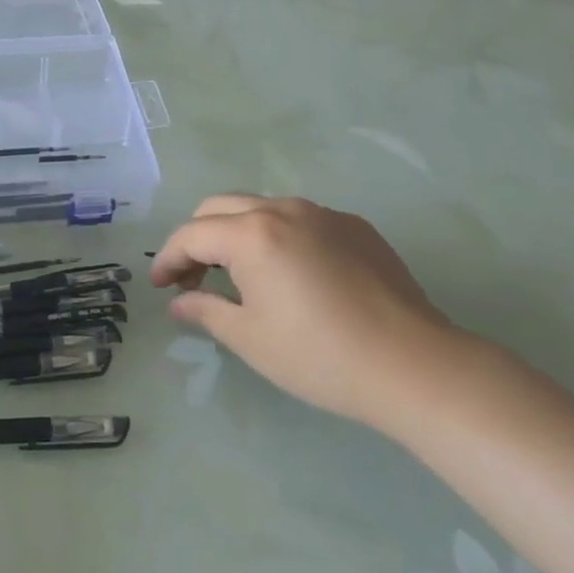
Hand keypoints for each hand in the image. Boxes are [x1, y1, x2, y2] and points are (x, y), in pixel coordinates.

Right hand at [151, 194, 463, 431]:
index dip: (168, 258)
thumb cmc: (320, 356)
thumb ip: (206, 310)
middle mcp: (282, 209)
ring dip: (237, 233)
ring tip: (239, 275)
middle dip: (197, 238)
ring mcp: (322, 213)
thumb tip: (179, 301)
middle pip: (220, 208)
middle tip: (193, 278)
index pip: (192, 234)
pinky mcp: (355, 226)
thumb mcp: (250, 338)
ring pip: (260, 208)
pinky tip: (291, 275)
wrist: (413, 364)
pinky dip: (278, 237)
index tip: (160, 285)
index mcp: (251, 234)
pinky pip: (300, 220)